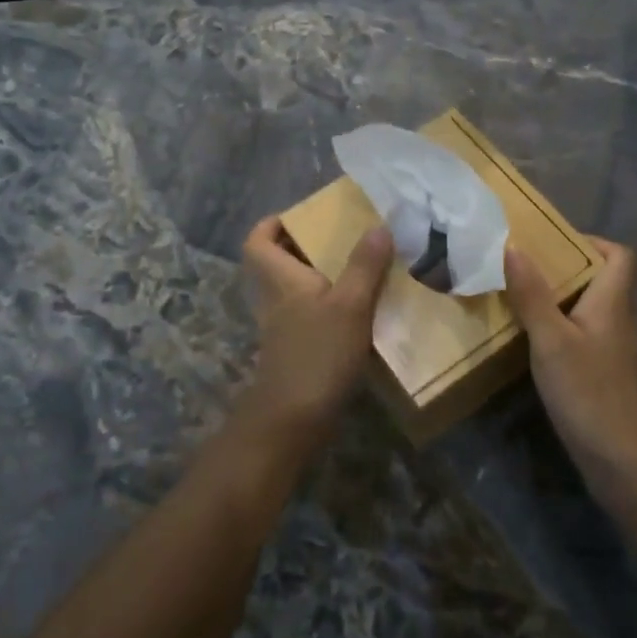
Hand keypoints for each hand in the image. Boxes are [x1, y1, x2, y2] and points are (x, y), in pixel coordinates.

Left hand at [240, 218, 393, 436]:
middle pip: (275, 263)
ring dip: (317, 276)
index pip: (257, 242)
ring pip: (292, 289)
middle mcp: (275, 299)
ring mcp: (283, 328)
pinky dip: (325, 306)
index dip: (271, 225)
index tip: (300, 216)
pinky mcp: (295, 351)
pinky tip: (356, 311)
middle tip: (338, 238)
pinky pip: (307, 314)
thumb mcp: (349, 305)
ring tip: (354, 268)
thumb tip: (379, 225)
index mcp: (280, 279)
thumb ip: (364, 266)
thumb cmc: (317, 353)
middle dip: (302, 247)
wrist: (293, 420)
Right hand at [505, 237, 636, 510]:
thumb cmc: (590, 391)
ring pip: (589, 311)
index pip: (621, 256)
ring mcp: (613, 351)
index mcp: (613, 302)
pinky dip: (559, 331)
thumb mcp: (551, 339)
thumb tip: (513, 245)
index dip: (592, 242)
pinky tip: (532, 343)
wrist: (625, 461)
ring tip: (519, 298)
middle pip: (601, 281)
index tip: (553, 243)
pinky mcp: (603, 376)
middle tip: (523, 268)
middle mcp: (619, 321)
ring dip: (558, 301)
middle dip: (564, 270)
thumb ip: (532, 294)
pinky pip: (582, 338)